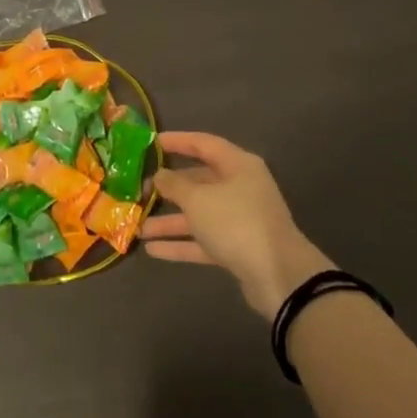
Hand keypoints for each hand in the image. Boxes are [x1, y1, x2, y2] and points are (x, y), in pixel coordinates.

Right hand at [141, 131, 334, 317]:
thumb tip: (160, 175)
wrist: (278, 276)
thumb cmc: (236, 223)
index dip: (177, 141)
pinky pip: (203, 240)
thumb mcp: (199, 199)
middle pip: (199, 181)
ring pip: (198, 214)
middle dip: (168, 188)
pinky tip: (152, 250)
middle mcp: (240, 188)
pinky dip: (180, 244)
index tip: (150, 142)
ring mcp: (239, 219)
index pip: (203, 144)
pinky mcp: (237, 248)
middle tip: (138, 190)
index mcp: (238, 165)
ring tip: (137, 226)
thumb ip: (175, 185)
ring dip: (169, 220)